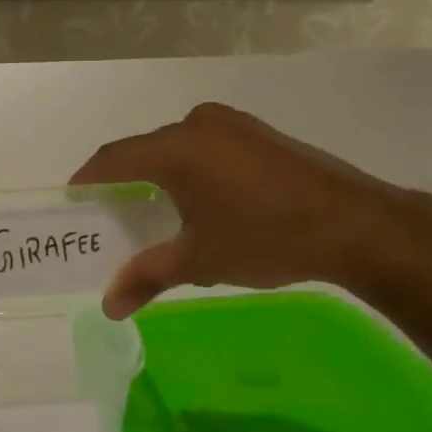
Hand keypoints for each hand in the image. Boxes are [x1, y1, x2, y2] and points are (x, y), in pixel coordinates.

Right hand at [71, 102, 431, 318]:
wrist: (358, 225)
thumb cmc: (266, 238)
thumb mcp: (199, 261)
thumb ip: (147, 277)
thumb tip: (107, 307)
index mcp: (175, 148)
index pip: (112, 160)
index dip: (87, 182)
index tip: (73, 207)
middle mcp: (198, 124)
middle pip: (143, 153)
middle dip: (123, 185)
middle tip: (112, 221)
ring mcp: (232, 125)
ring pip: (175, 150)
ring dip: (158, 179)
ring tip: (154, 218)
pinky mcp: (257, 134)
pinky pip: (204, 148)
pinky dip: (188, 172)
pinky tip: (198, 204)